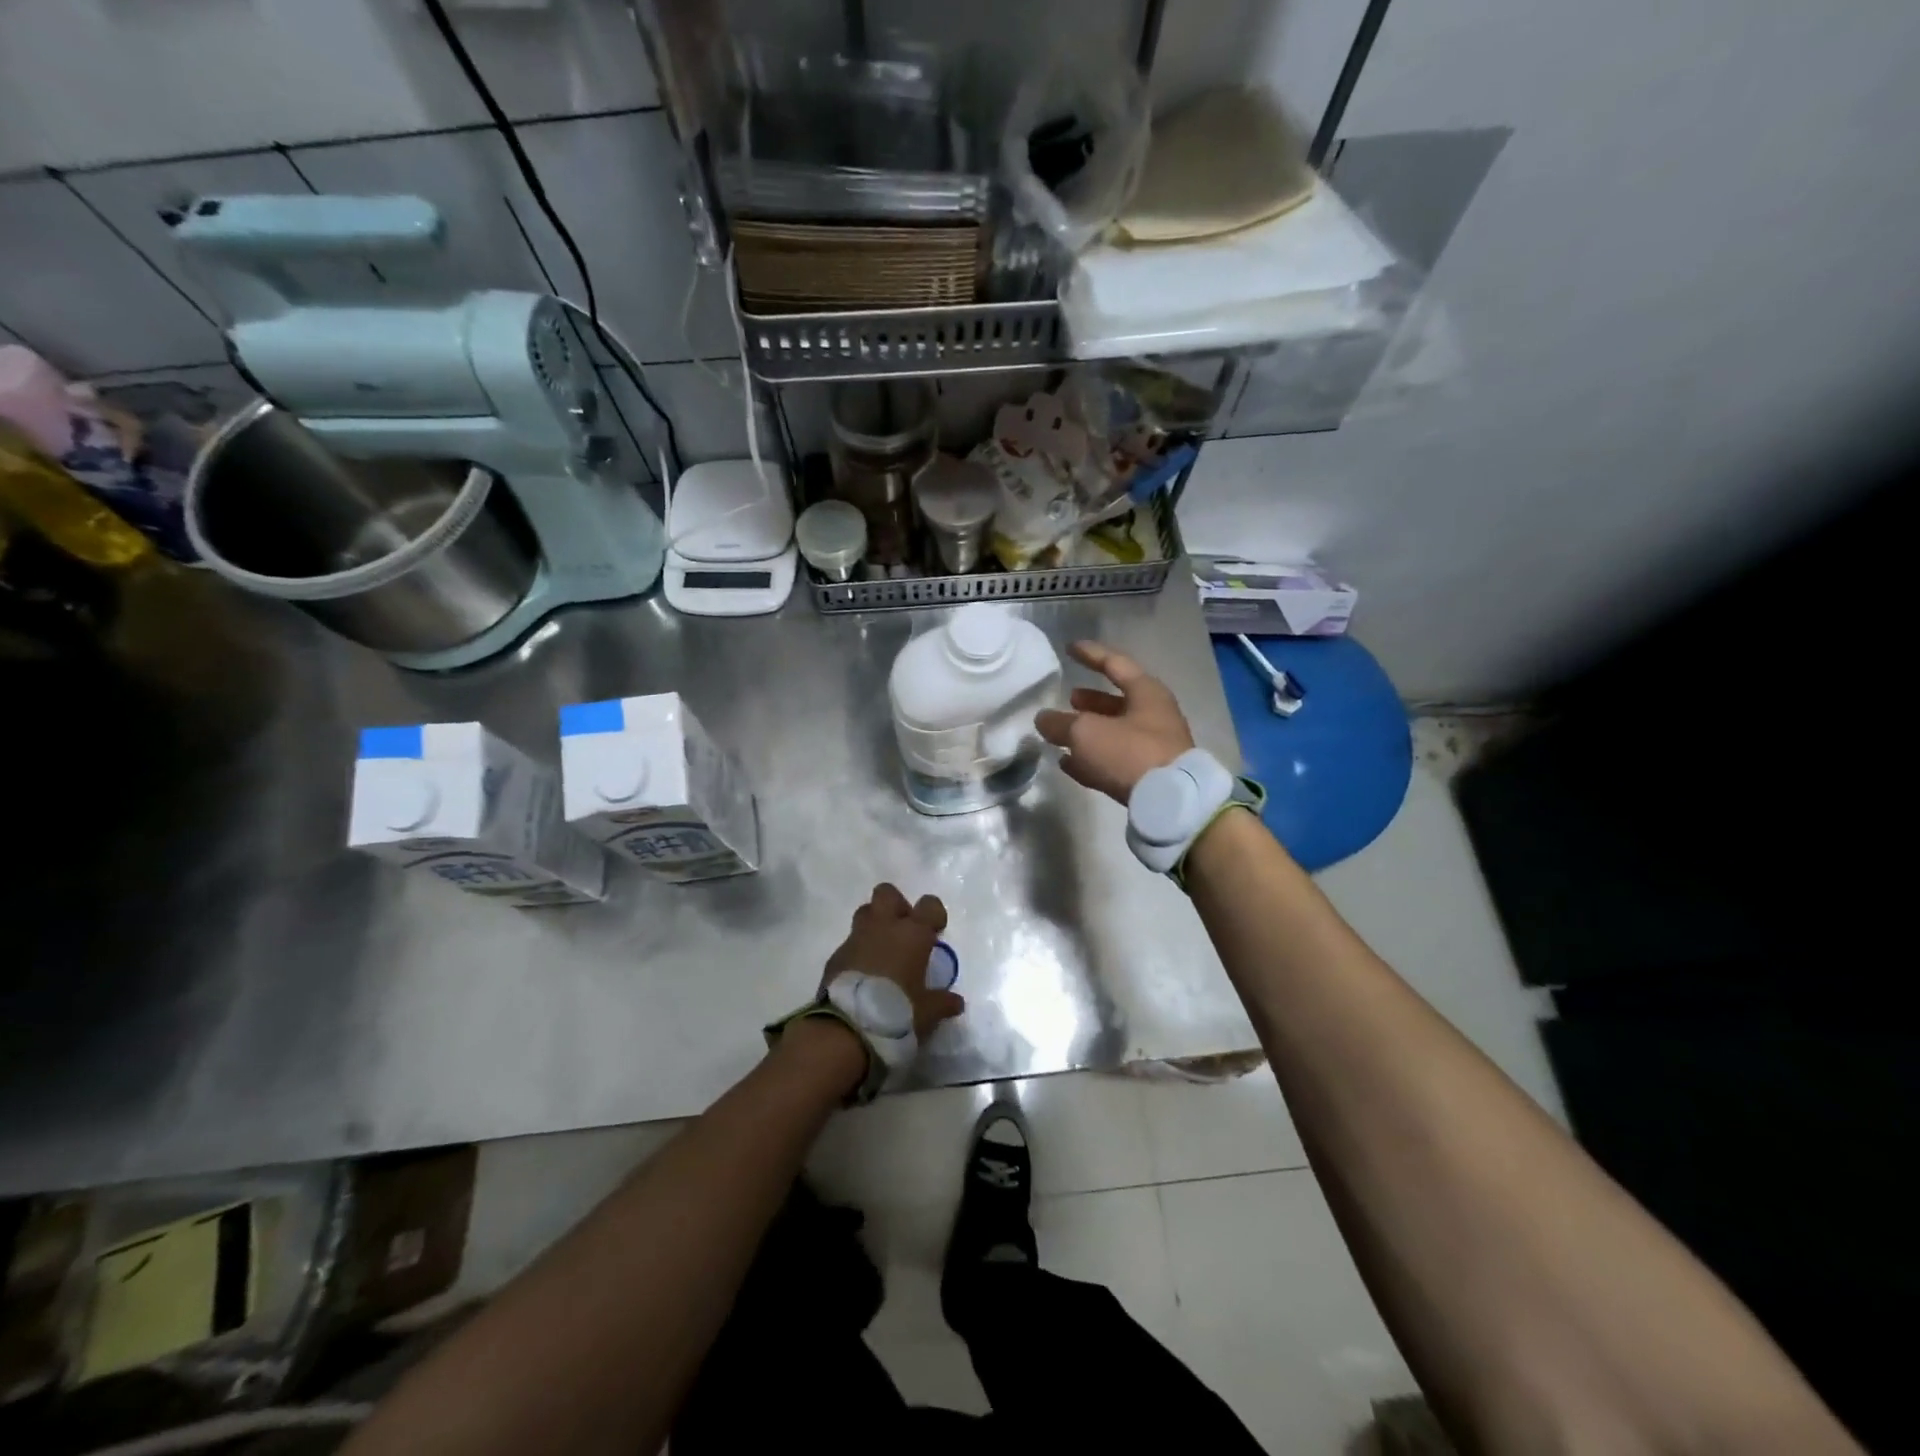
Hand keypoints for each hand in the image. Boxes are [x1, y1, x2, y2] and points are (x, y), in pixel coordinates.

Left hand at [821, 883, 965, 1039]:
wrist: (847, 1029)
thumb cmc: (897, 1012)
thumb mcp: (928, 1013)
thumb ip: (942, 1002)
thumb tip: (956, 1002)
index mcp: (912, 934)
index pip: (929, 904)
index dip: (934, 914)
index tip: (935, 932)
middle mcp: (884, 927)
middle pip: (887, 893)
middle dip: (896, 906)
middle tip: (904, 932)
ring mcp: (856, 939)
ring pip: (864, 912)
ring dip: (874, 925)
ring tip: (882, 952)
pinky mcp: (835, 956)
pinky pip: (849, 943)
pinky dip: (857, 952)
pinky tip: (862, 975)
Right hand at [1035, 641, 1194, 803]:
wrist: (1169, 802)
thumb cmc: (1129, 753)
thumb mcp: (1086, 733)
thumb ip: (1060, 724)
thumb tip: (1044, 719)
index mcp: (1146, 692)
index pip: (1114, 664)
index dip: (1090, 654)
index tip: (1069, 648)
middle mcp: (1154, 715)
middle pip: (1117, 701)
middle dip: (1091, 700)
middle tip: (1068, 699)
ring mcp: (1154, 746)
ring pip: (1115, 732)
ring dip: (1090, 731)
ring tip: (1063, 733)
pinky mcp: (1149, 775)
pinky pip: (1116, 760)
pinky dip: (1093, 758)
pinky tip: (1069, 765)